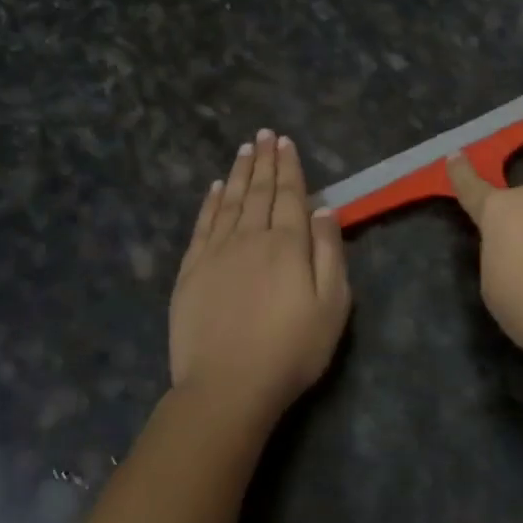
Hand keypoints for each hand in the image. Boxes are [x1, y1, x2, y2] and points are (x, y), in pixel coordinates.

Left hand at [170, 130, 351, 416]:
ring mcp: (216, 253)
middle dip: (263, 160)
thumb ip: (329, 253)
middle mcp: (250, 237)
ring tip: (244, 149)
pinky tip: (213, 188)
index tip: (285, 141)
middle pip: (258, 191)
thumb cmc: (291, 350)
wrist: (227, 388)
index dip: (288, 167)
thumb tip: (325, 210)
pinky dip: (209, 203)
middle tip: (264, 134)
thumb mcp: (332, 306)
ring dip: (238, 173)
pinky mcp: (191, 272)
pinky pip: (202, 226)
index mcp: (287, 244)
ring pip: (229, 202)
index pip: (289, 195)